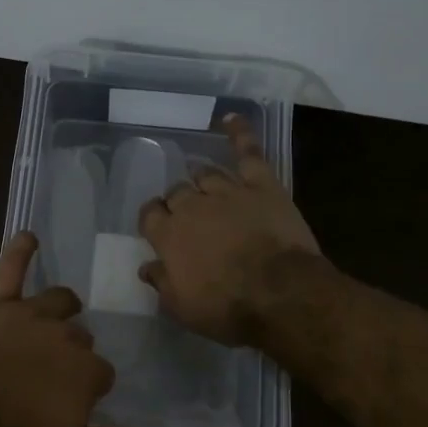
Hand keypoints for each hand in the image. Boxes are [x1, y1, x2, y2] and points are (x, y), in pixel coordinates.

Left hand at [0, 232, 176, 426]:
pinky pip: (10, 267)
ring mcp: (28, 313)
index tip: (69, 404)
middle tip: (48, 375)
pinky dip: (20, 250)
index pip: (102, 374)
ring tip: (52, 318)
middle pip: (80, 337)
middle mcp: (64, 335)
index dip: (87, 389)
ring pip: (57, 301)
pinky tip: (27, 237)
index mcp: (86, 371)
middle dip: (71, 353)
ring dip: (59, 308)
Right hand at [137, 114, 320, 345]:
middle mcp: (193, 206)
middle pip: (177, 192)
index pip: (150, 214)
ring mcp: (228, 191)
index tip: (157, 227)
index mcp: (169, 235)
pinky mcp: (261, 185)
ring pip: (206, 173)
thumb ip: (162, 283)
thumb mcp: (183, 308)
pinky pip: (247, 152)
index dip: (153, 218)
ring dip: (201, 179)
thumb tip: (147, 267)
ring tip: (203, 184)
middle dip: (178, 201)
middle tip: (188, 217)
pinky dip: (239, 133)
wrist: (280, 294)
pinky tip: (230, 119)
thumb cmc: (227, 307)